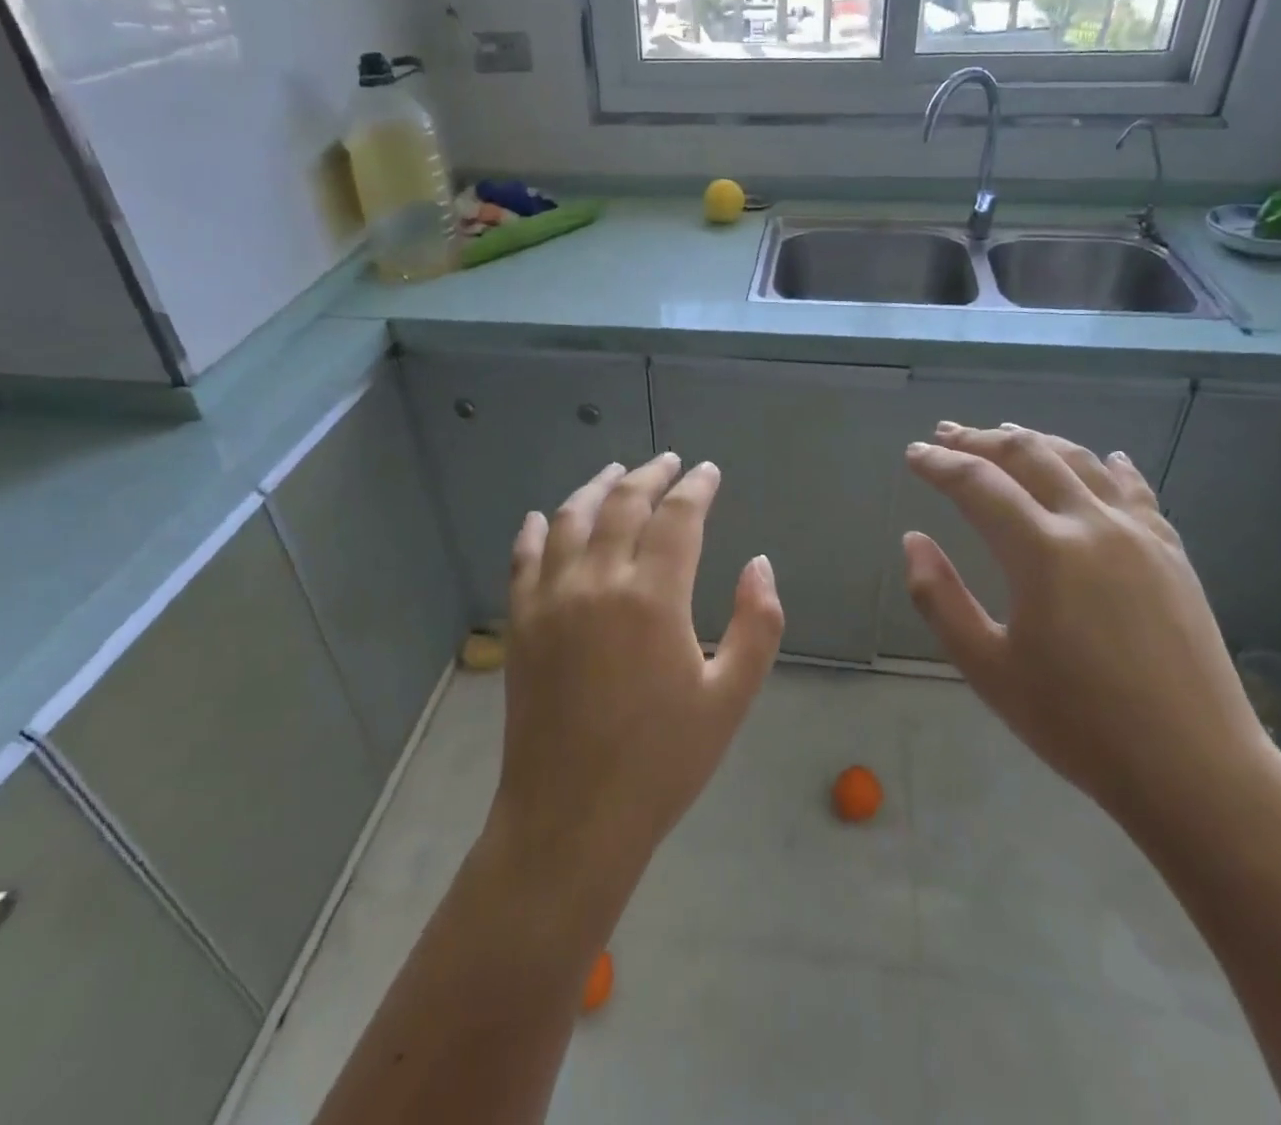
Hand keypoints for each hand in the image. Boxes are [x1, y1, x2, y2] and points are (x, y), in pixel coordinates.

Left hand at [488, 453, 784, 905]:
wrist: (571, 818)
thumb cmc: (662, 762)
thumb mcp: (730, 698)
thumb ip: (757, 624)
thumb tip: (759, 563)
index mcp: (653, 597)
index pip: (677, 517)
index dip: (696, 487)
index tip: (708, 472)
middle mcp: (597, 583)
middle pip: (623, 505)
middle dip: (650, 475)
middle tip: (669, 461)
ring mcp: (551, 600)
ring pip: (570, 519)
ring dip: (596, 488)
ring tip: (615, 472)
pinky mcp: (521, 623)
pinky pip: (523, 558)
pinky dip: (535, 529)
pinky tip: (543, 516)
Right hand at [902, 423, 1279, 822]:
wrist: (1195, 770)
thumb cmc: (1077, 724)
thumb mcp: (987, 668)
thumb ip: (938, 598)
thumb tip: (913, 539)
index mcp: (1042, 552)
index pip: (978, 484)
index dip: (939, 464)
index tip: (913, 454)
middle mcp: (1092, 525)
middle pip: (1029, 455)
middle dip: (981, 439)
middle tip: (946, 434)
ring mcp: (1140, 534)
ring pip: (1081, 461)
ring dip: (1037, 441)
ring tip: (1006, 432)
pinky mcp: (1173, 552)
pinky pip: (1135, 490)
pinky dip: (1107, 466)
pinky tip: (1103, 458)